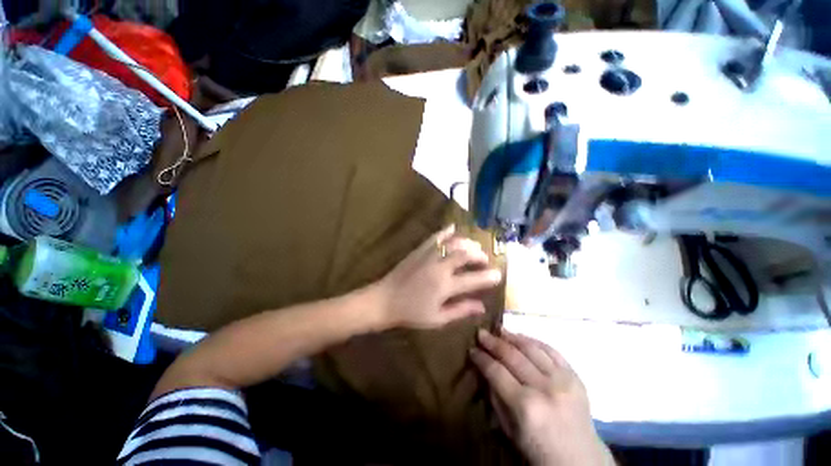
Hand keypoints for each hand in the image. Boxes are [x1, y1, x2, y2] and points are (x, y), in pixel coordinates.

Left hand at [374, 225, 501, 329]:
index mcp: (445, 286)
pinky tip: (453, 228)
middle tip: (485, 259)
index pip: (473, 279)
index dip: (488, 276)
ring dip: (467, 242)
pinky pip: (435, 236)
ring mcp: (429, 255)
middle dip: (480, 254)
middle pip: (465, 254)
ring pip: (453, 242)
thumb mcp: (438, 318)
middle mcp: (439, 267)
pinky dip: (446, 231)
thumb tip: (482, 306)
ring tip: (474, 246)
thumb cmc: (411, 313)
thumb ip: (461, 310)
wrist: (384, 300)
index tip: (498, 274)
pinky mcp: (419, 250)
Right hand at [471, 330, 613, 465]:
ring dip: (512, 336)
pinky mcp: (575, 376)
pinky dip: (534, 341)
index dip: (481, 358)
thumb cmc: (539, 450)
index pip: (496, 372)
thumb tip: (484, 371)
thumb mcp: (510, 431)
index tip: (472, 349)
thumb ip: (496, 398)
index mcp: (526, 407)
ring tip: (499, 329)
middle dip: (493, 342)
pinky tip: (522, 337)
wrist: (582, 461)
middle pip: (512, 356)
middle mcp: (544, 389)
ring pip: (531, 348)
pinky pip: (551, 350)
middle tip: (481, 333)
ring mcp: (562, 380)